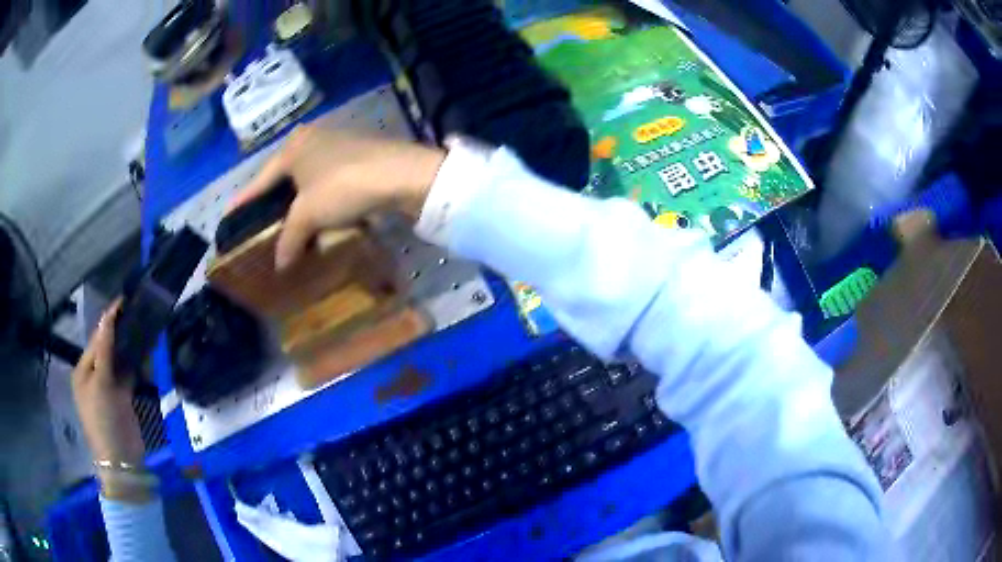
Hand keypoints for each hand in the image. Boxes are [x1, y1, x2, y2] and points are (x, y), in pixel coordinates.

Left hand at [71, 301, 145, 469]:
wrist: (121, 461)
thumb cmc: (104, 420)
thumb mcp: (101, 384)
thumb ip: (104, 351)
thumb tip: (108, 317)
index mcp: (83, 370)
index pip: (97, 338)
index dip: (109, 320)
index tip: (125, 302)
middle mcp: (94, 375)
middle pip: (107, 347)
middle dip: (120, 332)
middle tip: (138, 313)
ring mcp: (109, 387)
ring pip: (119, 359)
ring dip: (129, 346)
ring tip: (144, 327)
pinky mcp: (123, 398)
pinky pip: (128, 374)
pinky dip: (135, 364)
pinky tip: (146, 352)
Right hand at [229, 126, 445, 269]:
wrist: (400, 174)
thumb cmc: (342, 187)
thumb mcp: (309, 215)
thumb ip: (290, 238)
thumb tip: (280, 264)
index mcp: (293, 147)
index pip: (261, 179)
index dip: (245, 199)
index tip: (229, 212)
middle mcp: (312, 138)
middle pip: (285, 174)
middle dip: (274, 197)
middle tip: (260, 218)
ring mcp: (338, 142)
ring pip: (309, 175)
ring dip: (300, 198)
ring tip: (290, 218)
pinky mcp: (359, 153)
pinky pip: (328, 178)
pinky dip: (321, 196)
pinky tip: (322, 210)